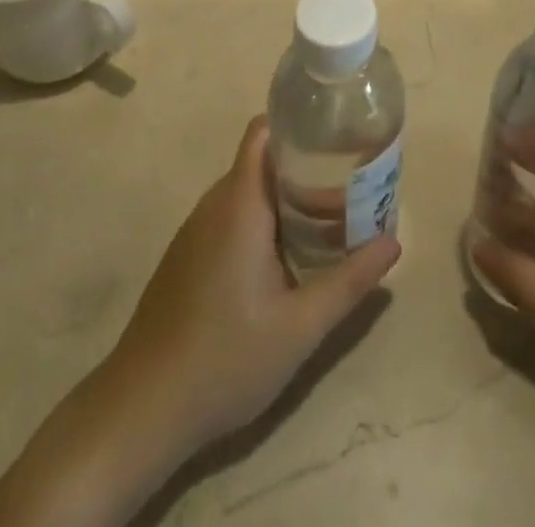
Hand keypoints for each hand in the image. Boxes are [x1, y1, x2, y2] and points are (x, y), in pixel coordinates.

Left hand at [0, 117, 397, 526]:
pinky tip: (289, 257)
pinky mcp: (188, 256)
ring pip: (248, 192)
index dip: (298, 123)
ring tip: (332, 219)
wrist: (141, 411)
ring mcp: (196, 231)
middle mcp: (215, 204)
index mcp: (240, 203)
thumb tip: (394, 242)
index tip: (337, 134)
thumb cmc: (225, 358)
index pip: (264, 132)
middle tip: (351, 185)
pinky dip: (265, 221)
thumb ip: (349, 281)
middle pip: (264, 161)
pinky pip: (232, 217)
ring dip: (288, 198)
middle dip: (307, 167)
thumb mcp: (300, 326)